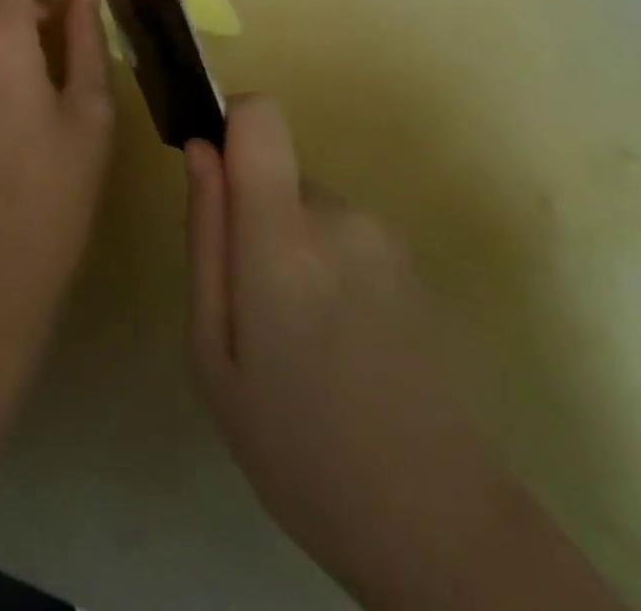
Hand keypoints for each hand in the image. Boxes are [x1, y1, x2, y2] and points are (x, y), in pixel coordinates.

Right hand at [184, 96, 434, 596]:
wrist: (440, 526)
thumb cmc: (298, 447)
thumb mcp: (215, 352)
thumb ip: (206, 238)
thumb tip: (200, 151)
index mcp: (284, 235)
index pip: (260, 115)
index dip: (232, 125)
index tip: (216, 177)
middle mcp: (341, 216)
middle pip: (280, 175)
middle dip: (257, 220)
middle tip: (256, 312)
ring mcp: (387, 239)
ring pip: (313, 212)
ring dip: (296, 253)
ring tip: (302, 343)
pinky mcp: (416, 265)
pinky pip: (349, 241)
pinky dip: (333, 274)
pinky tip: (345, 351)